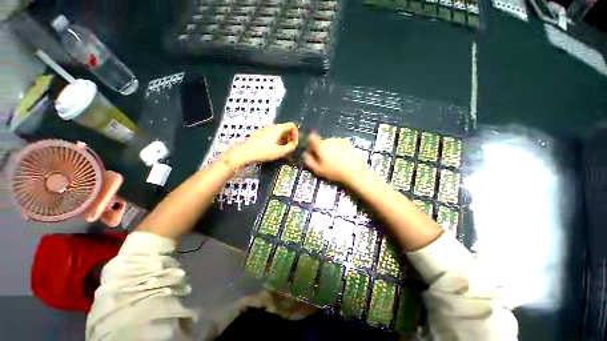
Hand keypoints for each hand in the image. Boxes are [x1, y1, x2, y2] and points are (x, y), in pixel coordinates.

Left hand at [225, 123, 298, 167]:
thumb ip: (291, 147)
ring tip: (281, 150)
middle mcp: (272, 126)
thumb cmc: (264, 152)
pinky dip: (277, 140)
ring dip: (284, 140)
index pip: (292, 125)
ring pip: (279, 132)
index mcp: (278, 128)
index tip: (294, 144)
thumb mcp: (280, 152)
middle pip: (286, 129)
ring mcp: (265, 129)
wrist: (245, 153)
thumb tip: (295, 144)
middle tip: (289, 149)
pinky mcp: (261, 134)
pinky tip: (273, 149)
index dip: (296, 134)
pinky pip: (273, 134)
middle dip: (290, 138)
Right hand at [303, 133, 368, 183]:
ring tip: (335, 161)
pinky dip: (338, 149)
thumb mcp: (318, 170)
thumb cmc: (334, 172)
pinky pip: (338, 144)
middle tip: (324, 161)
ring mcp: (339, 140)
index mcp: (320, 146)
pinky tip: (342, 158)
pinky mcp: (347, 142)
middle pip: (321, 142)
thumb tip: (305, 154)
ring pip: (330, 143)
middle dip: (321, 149)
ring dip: (330, 149)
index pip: (311, 138)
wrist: (354, 171)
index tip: (312, 152)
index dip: (310, 144)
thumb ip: (309, 161)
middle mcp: (329, 140)